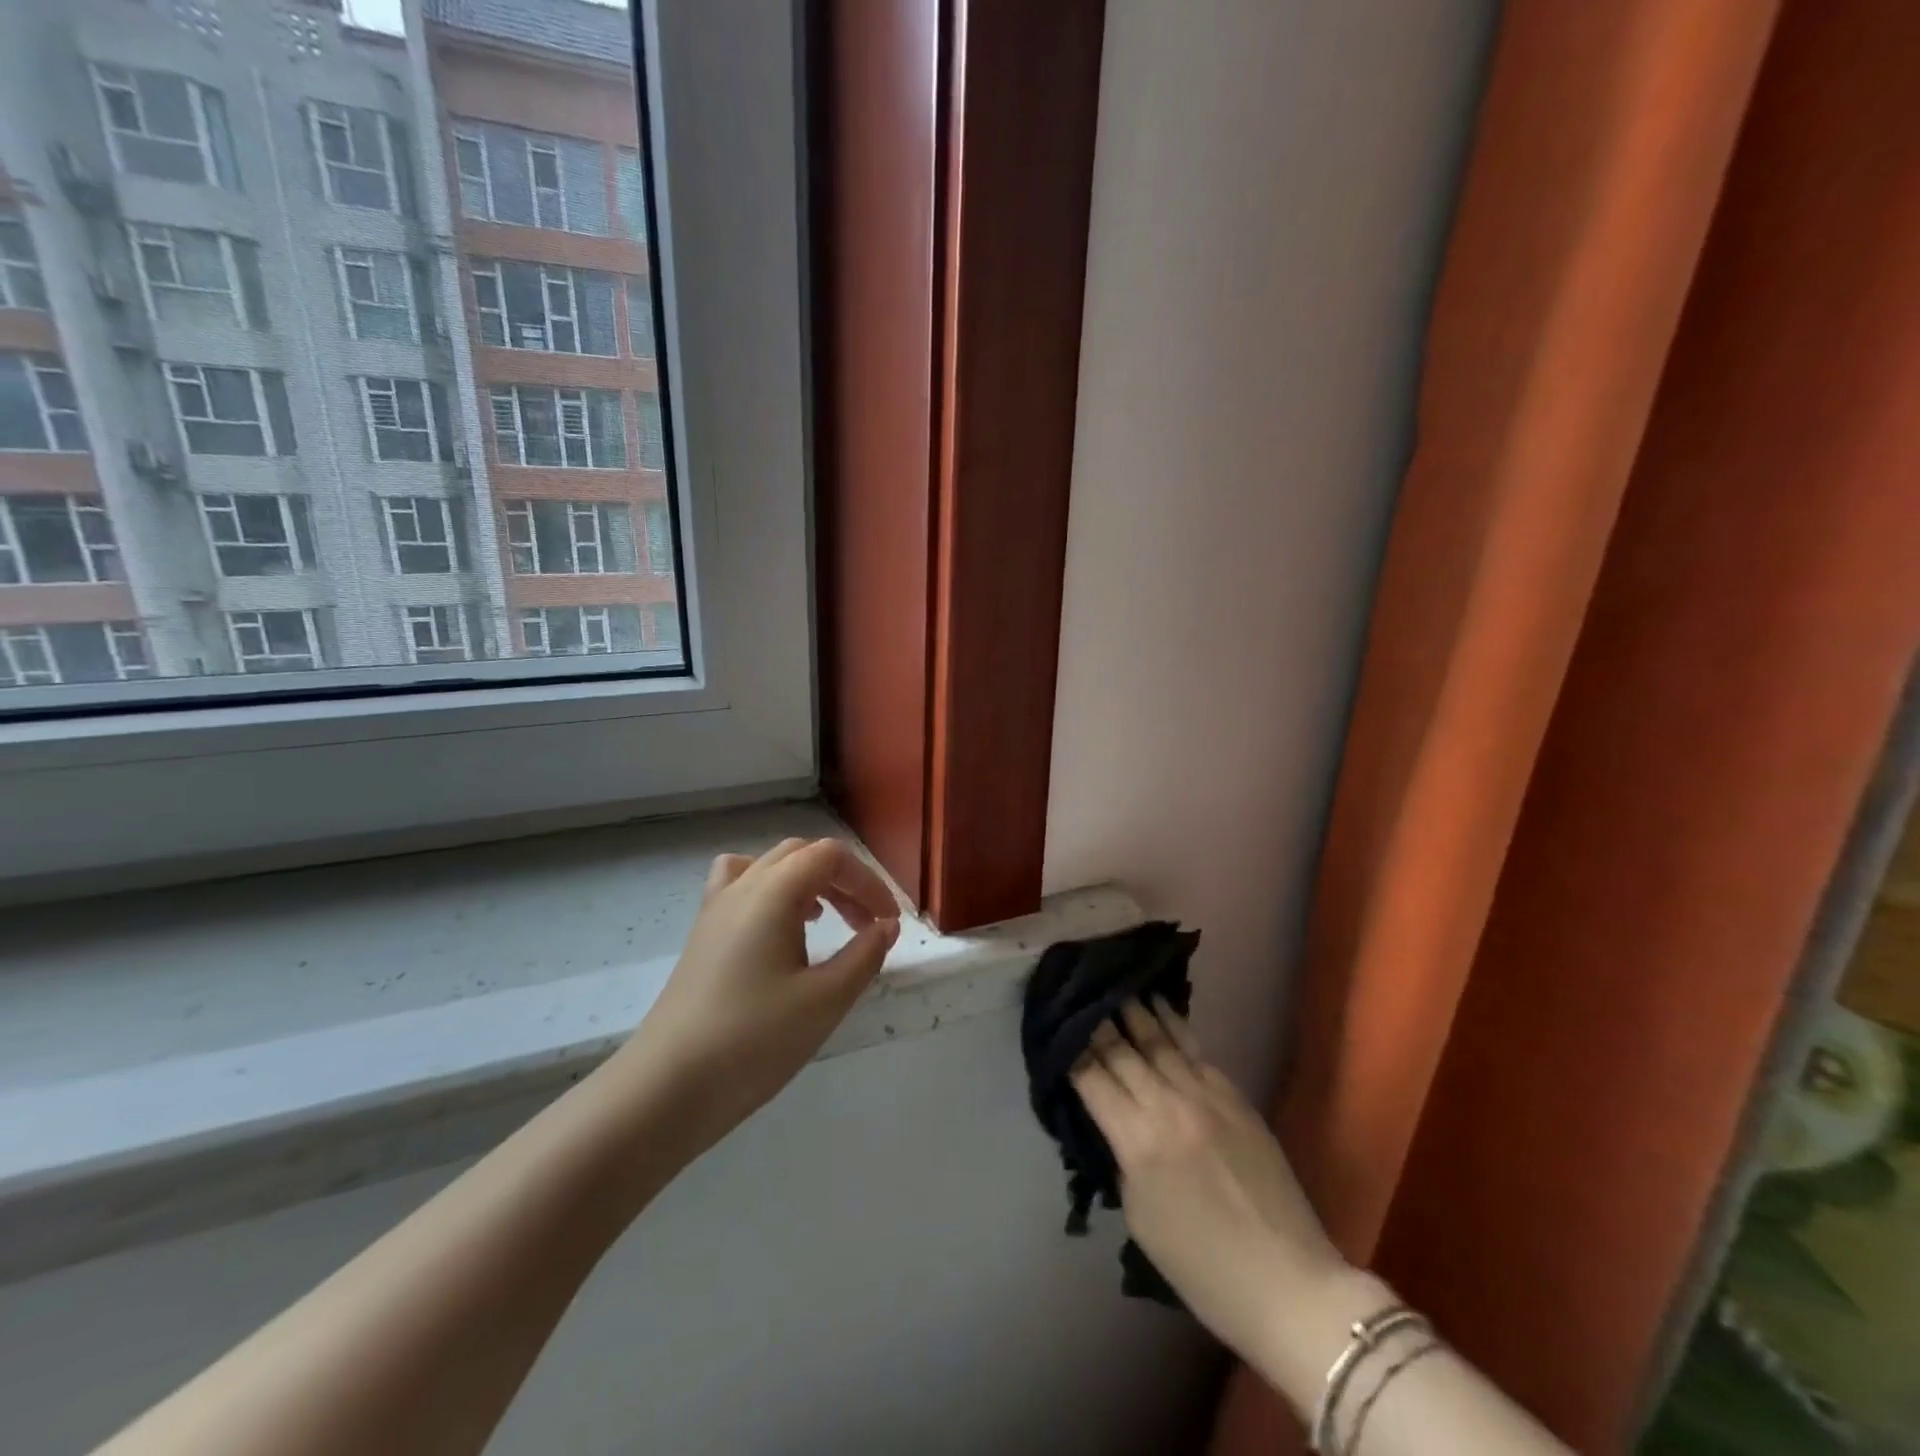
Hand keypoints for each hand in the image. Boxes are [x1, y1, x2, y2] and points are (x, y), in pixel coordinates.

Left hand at [610, 838, 900, 1152]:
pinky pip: (740, 887)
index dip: (868, 881)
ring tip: (826, 920)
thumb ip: (864, 955)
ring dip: (807, 882)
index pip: (831, 857)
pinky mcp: (702, 935)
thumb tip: (886, 926)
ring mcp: (716, 908)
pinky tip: (779, 933)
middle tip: (865, 923)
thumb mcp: (826, 1000)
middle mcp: (742, 886)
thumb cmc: (754, 1039)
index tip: (889, 922)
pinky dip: (770, 893)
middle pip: (802, 854)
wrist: (668, 1086)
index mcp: (774, 891)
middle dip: (842, 880)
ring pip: (769, 866)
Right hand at [1072, 1000, 1370, 1402]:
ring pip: (1159, 1038)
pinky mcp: (1234, 1095)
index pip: (1090, 1077)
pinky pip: (1194, 1049)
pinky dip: (1172, 1024)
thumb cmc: (1200, 1266)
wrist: (1287, 1282)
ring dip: (1132, 1008)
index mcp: (1137, 1141)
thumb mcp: (1139, 1215)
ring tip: (1113, 979)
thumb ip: (1121, 1155)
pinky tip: (1158, 1003)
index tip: (1054, 1023)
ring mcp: (1205, 1095)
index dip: (1068, 1049)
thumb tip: (1111, 1116)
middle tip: (1076, 987)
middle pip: (1121, 1049)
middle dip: (1095, 1019)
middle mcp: (1167, 1105)